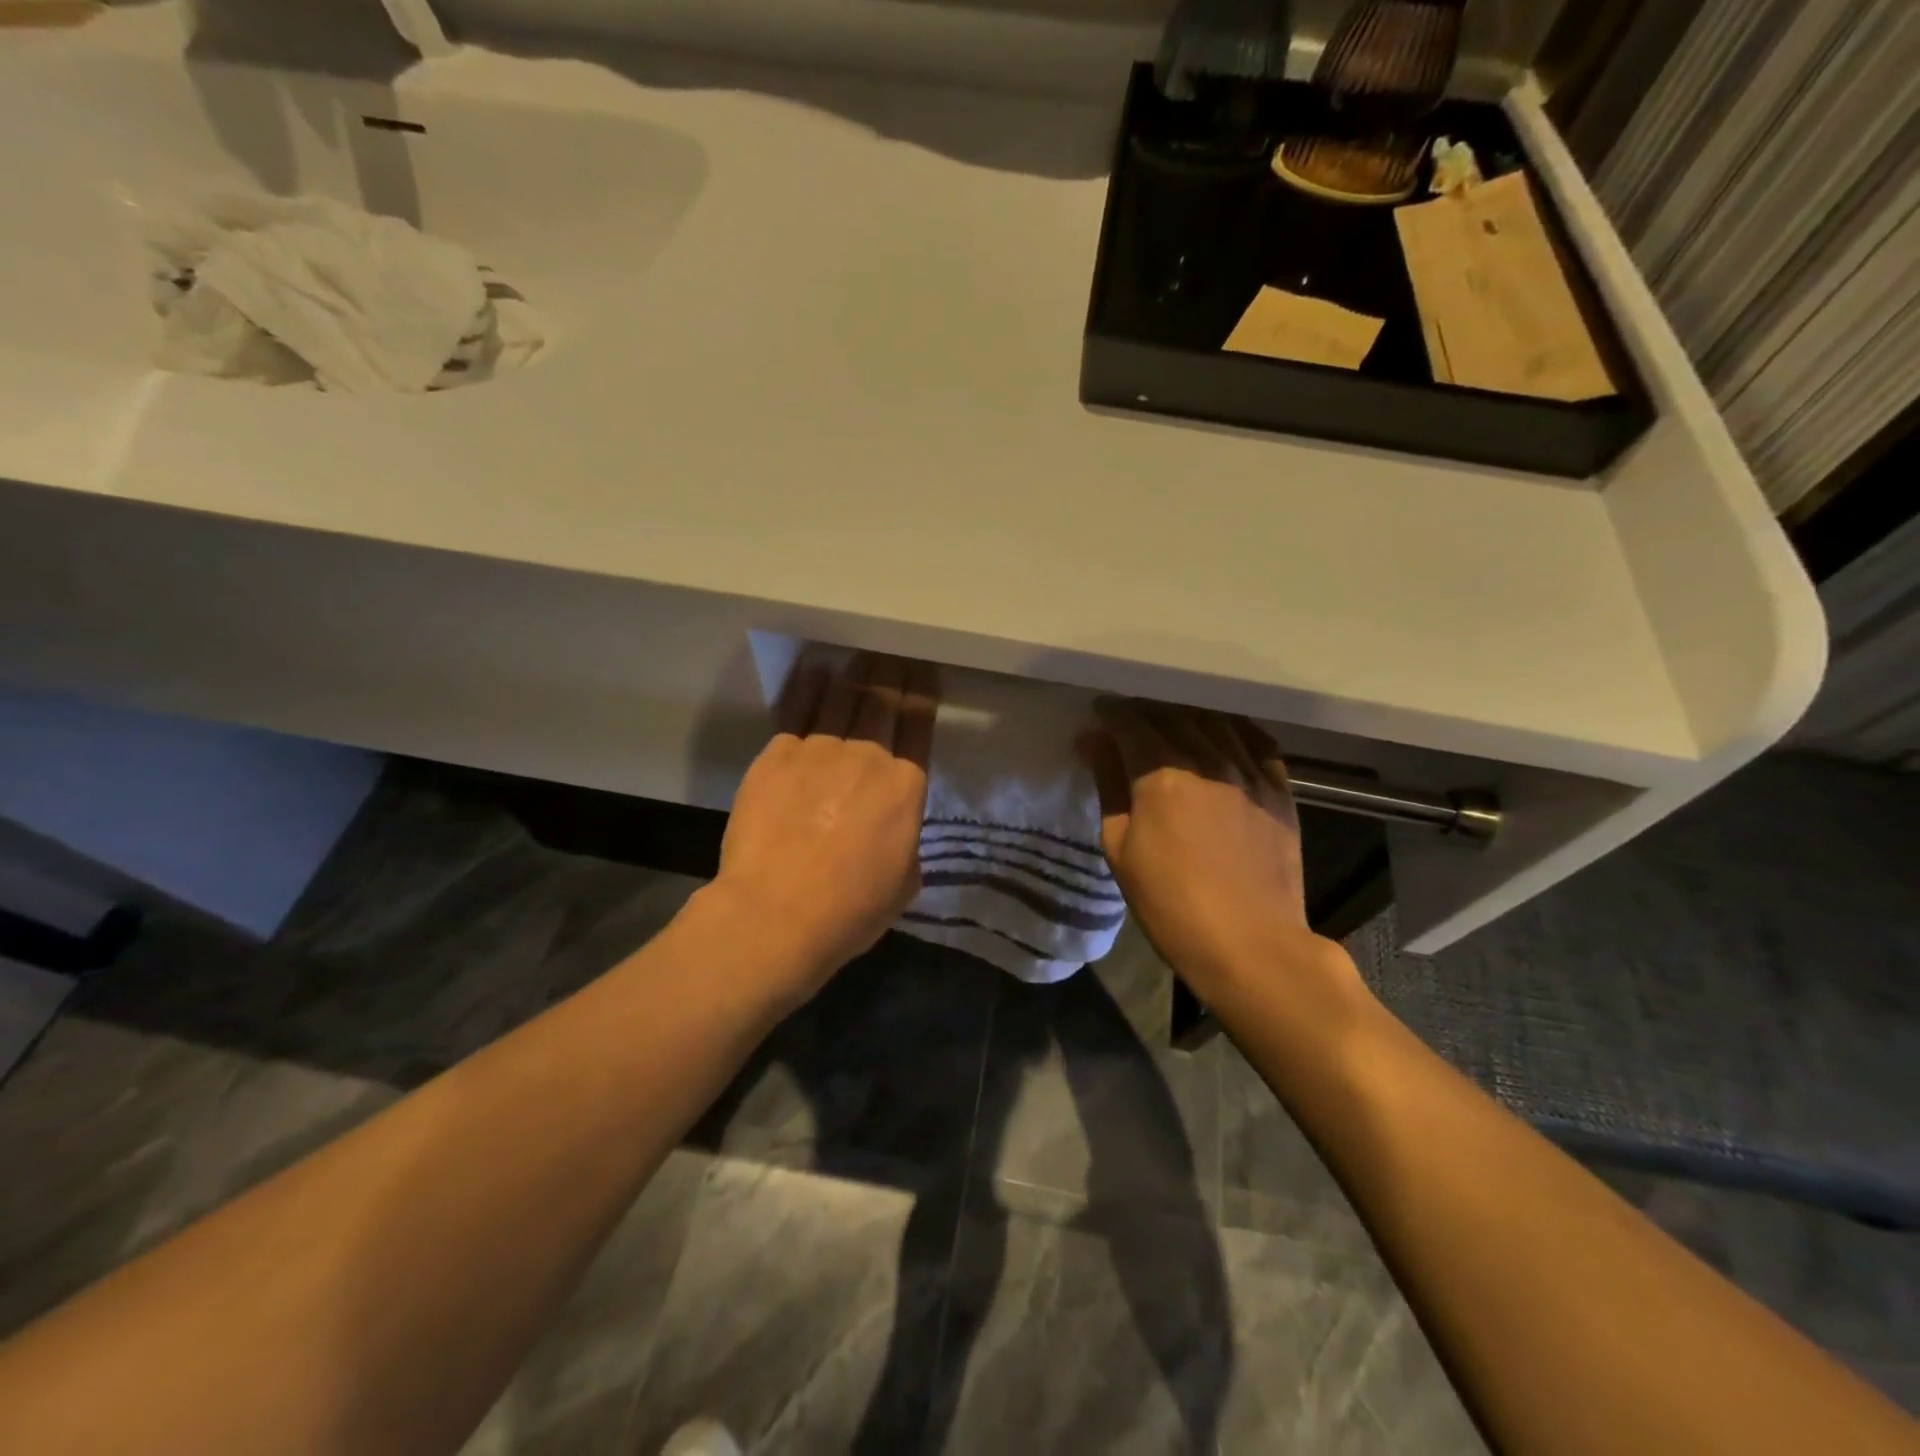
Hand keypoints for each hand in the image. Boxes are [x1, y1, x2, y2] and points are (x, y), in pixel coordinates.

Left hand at [709, 654, 937, 994]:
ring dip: (855, 673)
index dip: (923, 694)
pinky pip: (797, 710)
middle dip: (891, 674)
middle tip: (893, 655)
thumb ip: (905, 840)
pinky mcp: (777, 754)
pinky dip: (810, 686)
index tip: (924, 672)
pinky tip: (815, 669)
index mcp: (905, 786)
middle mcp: (867, 756)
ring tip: (860, 656)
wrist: (776, 913)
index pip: (918, 726)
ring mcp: (819, 750)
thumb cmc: (850, 909)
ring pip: (841, 698)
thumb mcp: (904, 882)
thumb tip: (893, 828)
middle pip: (882, 702)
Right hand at [1076, 701, 1342, 1000]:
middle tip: (1130, 719)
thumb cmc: (1169, 904)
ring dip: (1187, 714)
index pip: (1132, 723)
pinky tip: (1223, 736)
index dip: (1112, 713)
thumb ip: (1108, 785)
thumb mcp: (1120, 848)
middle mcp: (1208, 760)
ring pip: (1215, 722)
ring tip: (1171, 723)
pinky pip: (1258, 742)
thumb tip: (1093, 740)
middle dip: (1146, 710)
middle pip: (1173, 715)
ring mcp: (1250, 773)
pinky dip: (1234, 730)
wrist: (1250, 945)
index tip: (1100, 713)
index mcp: (1162, 774)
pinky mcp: (1280, 790)